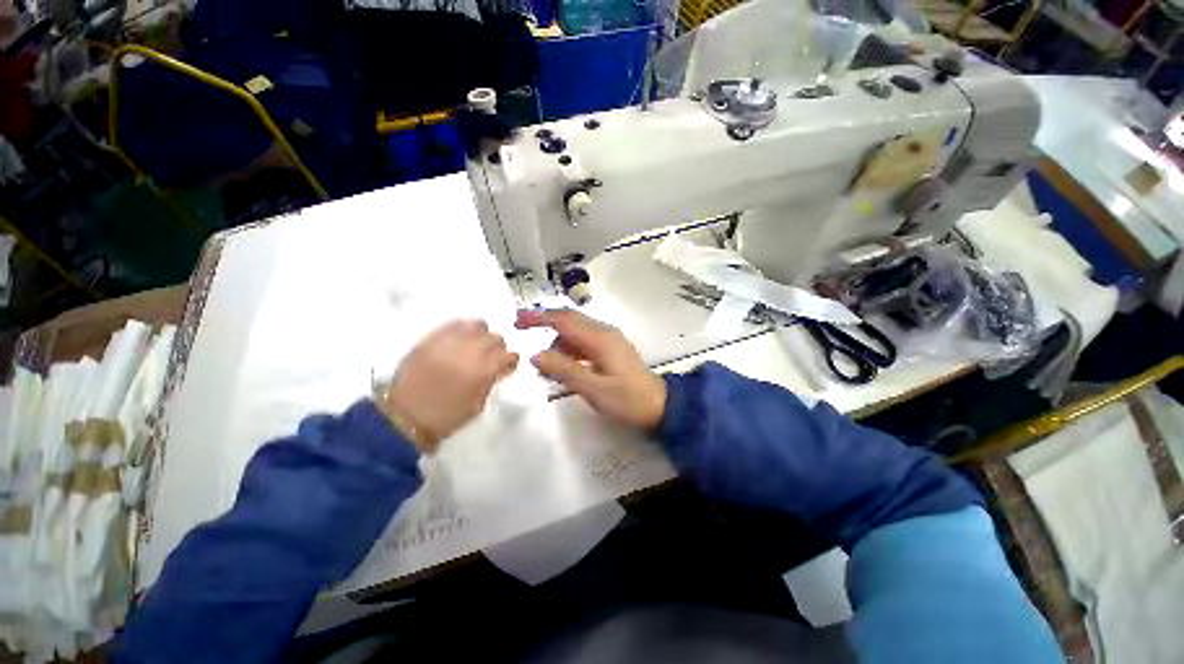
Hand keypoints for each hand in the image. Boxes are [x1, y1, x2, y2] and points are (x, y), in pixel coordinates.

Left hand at [380, 320, 518, 452]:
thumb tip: (496, 369)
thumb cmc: (446, 416)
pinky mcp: (432, 338)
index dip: (510, 362)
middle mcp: (470, 351)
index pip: (509, 355)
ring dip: (481, 335)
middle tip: (491, 358)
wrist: (404, 416)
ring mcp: (450, 341)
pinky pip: (455, 324)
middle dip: (497, 349)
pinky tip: (460, 340)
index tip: (505, 368)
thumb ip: (490, 381)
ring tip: (475, 346)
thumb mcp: (478, 405)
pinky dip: (463, 330)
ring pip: (478, 325)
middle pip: (495, 338)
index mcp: (484, 370)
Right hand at [516, 309, 665, 429]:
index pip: (564, 320)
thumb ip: (564, 370)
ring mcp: (609, 340)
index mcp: (600, 339)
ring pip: (576, 332)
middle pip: (570, 320)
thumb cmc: (628, 400)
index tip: (518, 321)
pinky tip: (565, 367)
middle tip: (522, 330)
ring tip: (546, 367)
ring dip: (558, 342)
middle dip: (545, 322)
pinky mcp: (611, 349)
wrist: (659, 406)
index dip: (539, 318)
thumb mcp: (593, 389)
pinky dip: (570, 350)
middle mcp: (604, 332)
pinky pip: (584, 342)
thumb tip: (536, 355)